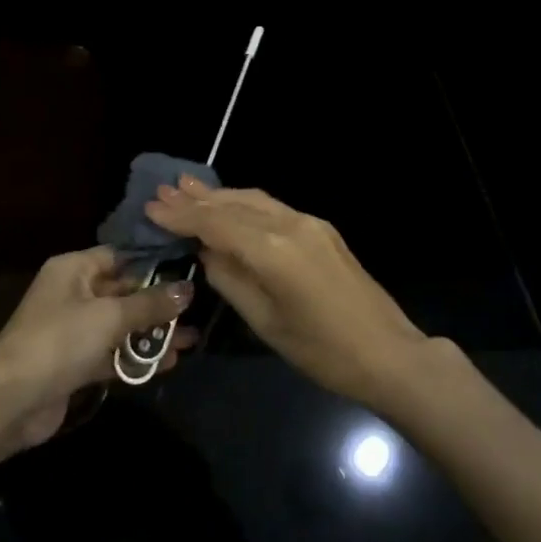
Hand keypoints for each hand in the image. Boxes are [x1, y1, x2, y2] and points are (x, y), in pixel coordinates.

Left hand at [0, 246, 196, 448]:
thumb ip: (150, 304)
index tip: (186, 269)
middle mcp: (73, 293)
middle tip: (196, 308)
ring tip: (192, 339)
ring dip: (152, 333)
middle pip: (122, 291)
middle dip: (157, 302)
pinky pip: (113, 353)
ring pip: (120, 325)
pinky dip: (137, 357)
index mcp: (74, 269)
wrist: (11, 401)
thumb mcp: (110, 316)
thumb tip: (188, 289)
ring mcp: (73, 330)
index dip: (151, 263)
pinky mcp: (75, 364)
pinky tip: (169, 362)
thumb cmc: (60, 341)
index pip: (118, 256)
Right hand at [147, 178, 426, 409]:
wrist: (389, 353)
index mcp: (273, 250)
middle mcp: (290, 224)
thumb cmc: (321, 351)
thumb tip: (206, 251)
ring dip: (220, 195)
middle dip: (196, 198)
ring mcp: (309, 222)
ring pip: (254, 200)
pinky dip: (244, 204)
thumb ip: (230, 279)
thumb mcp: (265, 322)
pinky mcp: (321, 229)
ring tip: (187, 188)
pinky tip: (229, 204)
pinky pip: (272, 208)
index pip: (216, 223)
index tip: (151, 207)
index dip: (182, 215)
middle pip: (234, 204)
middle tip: (163, 189)